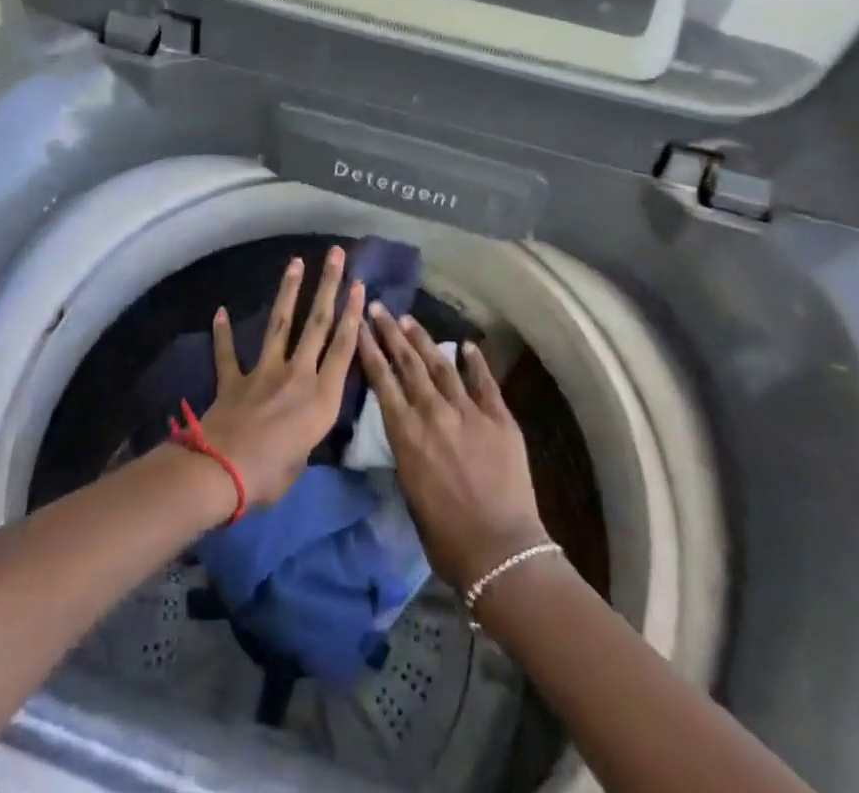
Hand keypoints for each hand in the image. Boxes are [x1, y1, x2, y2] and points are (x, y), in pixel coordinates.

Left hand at [197, 247, 365, 506]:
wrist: (220, 472)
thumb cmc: (270, 476)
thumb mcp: (304, 459)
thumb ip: (307, 434)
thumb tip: (301, 429)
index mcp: (321, 398)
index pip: (343, 348)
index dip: (352, 315)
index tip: (358, 285)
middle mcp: (297, 376)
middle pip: (317, 324)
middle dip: (328, 286)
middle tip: (335, 255)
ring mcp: (263, 373)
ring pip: (280, 324)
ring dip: (289, 291)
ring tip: (296, 262)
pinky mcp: (234, 380)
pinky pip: (228, 353)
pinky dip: (223, 333)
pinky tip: (220, 311)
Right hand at [357, 307, 548, 589]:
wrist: (499, 550)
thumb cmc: (445, 536)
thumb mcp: (410, 490)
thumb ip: (408, 451)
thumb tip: (408, 430)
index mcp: (406, 433)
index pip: (382, 379)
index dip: (369, 348)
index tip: (359, 323)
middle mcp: (433, 412)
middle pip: (408, 363)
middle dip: (391, 332)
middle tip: (380, 308)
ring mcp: (468, 411)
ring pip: (441, 365)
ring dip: (424, 340)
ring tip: (409, 319)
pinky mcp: (499, 418)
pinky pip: (484, 382)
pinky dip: (475, 361)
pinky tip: (466, 345)